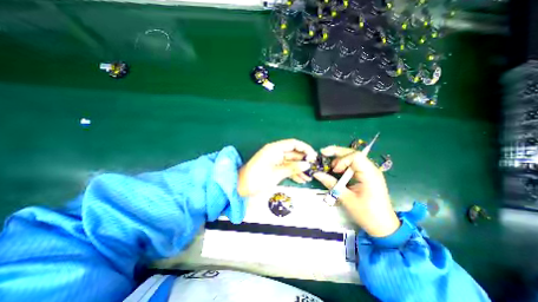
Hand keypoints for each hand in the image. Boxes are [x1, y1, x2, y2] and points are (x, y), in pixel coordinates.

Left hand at [237, 139, 316, 197]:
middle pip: (293, 153)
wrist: (241, 186)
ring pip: (291, 162)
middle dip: (304, 160)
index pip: (293, 144)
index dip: (305, 148)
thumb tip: (307, 164)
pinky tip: (301, 180)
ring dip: (300, 168)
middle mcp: (276, 152)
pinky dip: (293, 173)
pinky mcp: (274, 167)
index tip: (313, 156)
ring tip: (309, 177)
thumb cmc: (257, 178)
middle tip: (314, 168)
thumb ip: (292, 168)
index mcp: (275, 149)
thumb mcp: (276, 174)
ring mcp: (275, 160)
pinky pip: (286, 168)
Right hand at [311, 146, 398, 238]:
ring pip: (353, 158)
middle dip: (337, 152)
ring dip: (340, 158)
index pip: (355, 157)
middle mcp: (371, 169)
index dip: (341, 160)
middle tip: (323, 152)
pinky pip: (354, 165)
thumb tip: (316, 174)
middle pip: (353, 153)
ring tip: (329, 164)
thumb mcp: (346, 199)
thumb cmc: (367, 214)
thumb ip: (331, 184)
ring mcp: (369, 172)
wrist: (383, 226)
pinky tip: (336, 168)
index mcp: (370, 175)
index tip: (334, 170)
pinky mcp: (366, 176)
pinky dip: (343, 164)